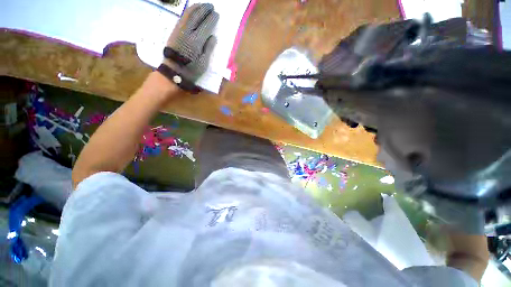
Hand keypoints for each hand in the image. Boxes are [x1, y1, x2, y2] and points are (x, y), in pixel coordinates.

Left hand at [163, 3, 218, 82]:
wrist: (174, 72)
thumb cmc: (191, 70)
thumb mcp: (203, 63)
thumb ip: (208, 49)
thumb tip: (213, 37)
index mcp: (197, 41)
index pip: (206, 25)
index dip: (212, 19)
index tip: (217, 14)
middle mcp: (188, 32)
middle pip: (196, 16)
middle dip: (204, 9)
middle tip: (211, 6)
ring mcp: (179, 30)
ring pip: (188, 14)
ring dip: (196, 8)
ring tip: (202, 5)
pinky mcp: (174, 31)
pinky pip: (182, 18)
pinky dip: (188, 12)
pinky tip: (192, 10)